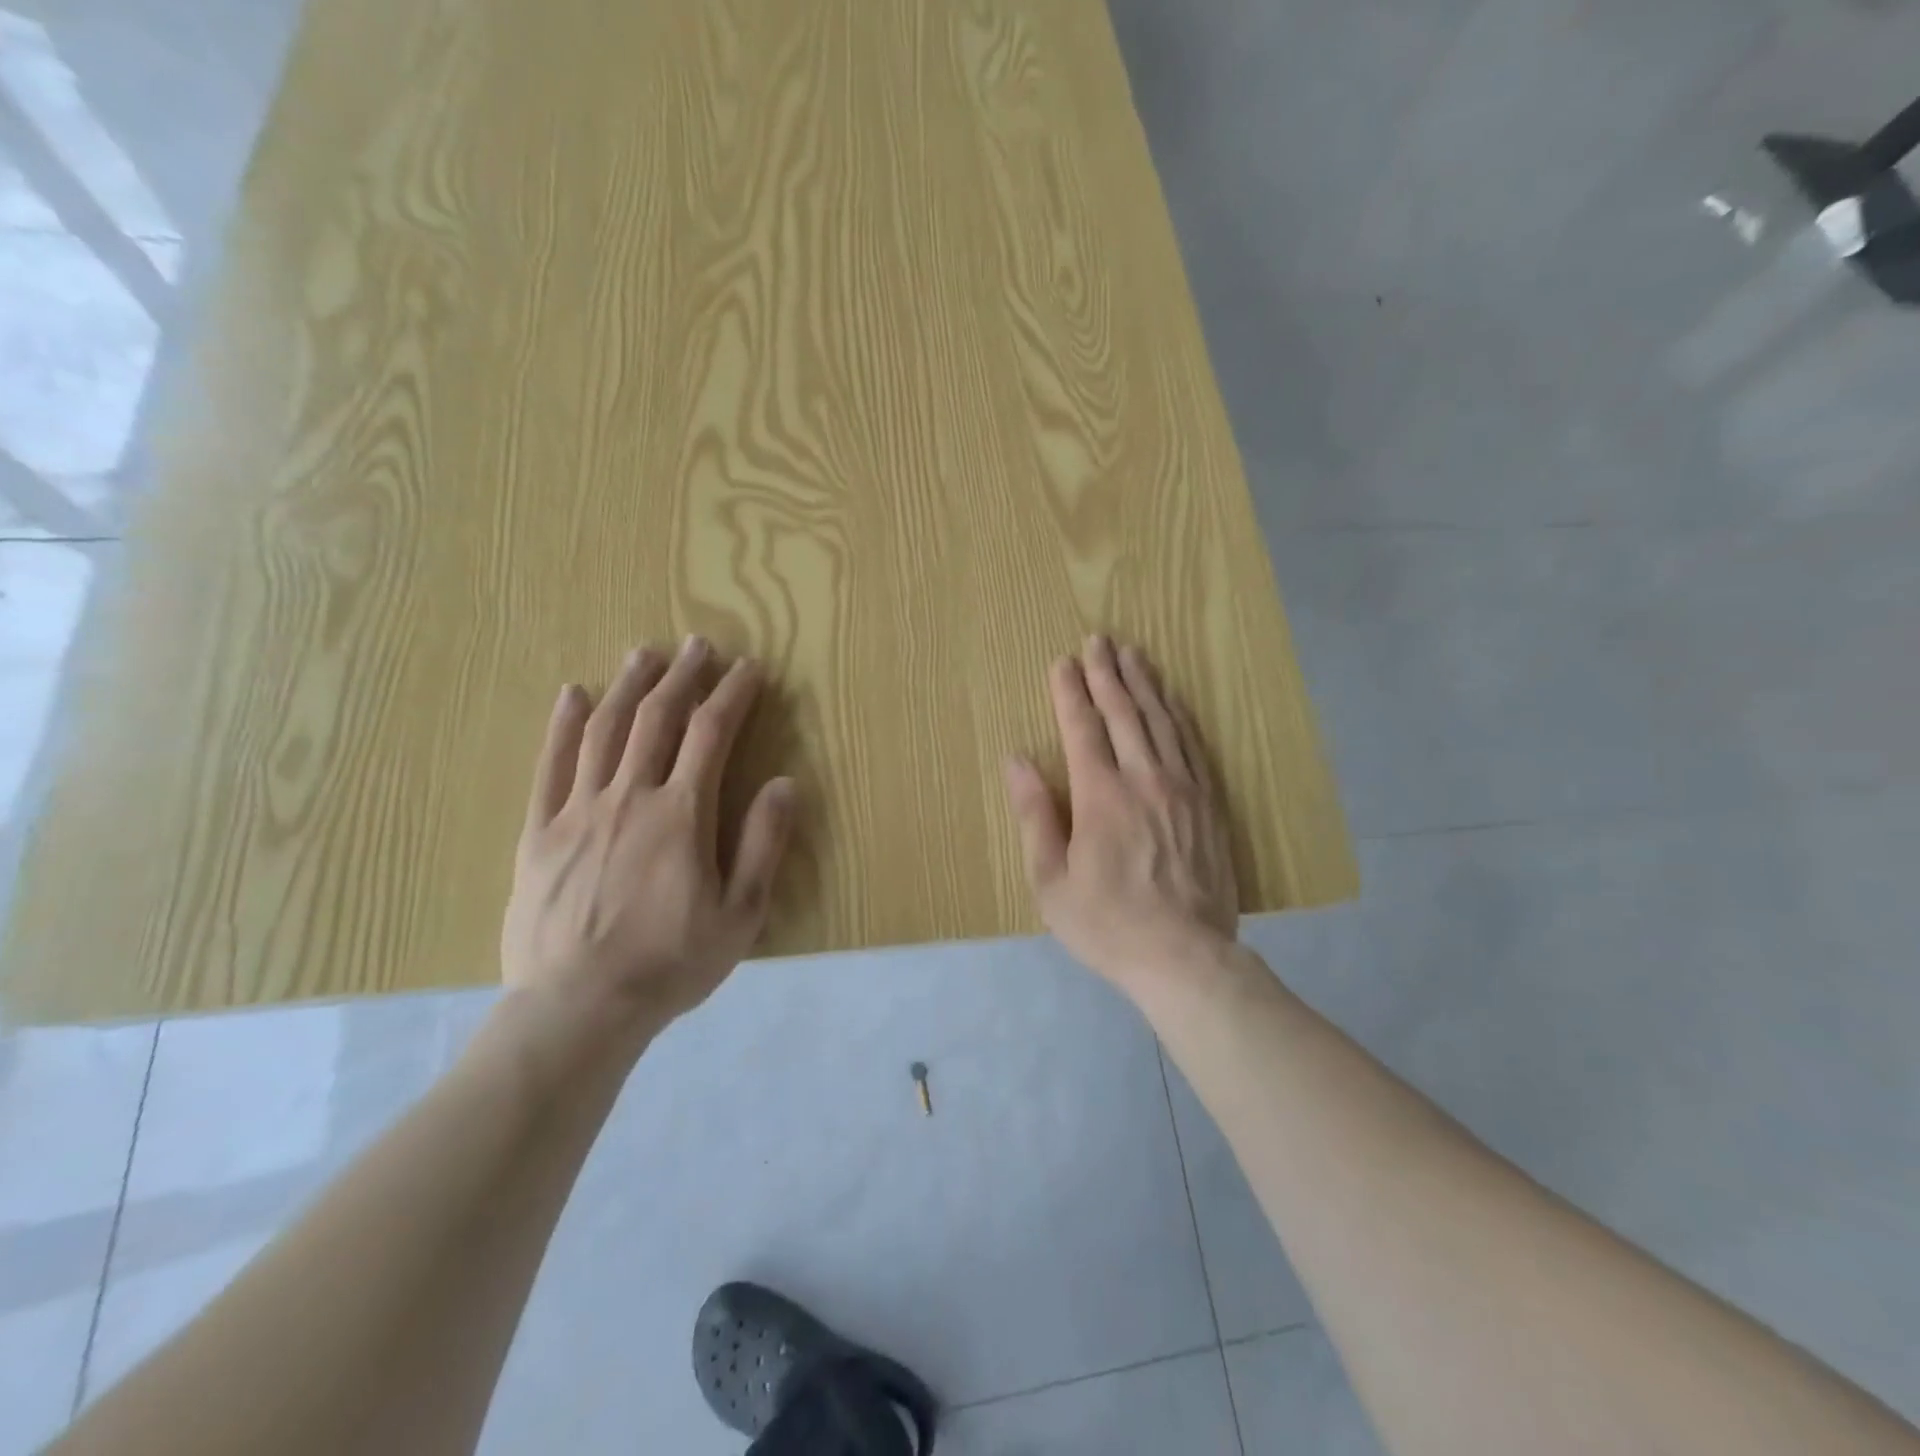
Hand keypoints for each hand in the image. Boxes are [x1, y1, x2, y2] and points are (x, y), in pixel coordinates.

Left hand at [500, 637, 794, 1034]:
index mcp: (682, 814)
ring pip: (605, 731)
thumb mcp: (740, 913)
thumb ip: (763, 844)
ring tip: (644, 653)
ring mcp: (579, 811)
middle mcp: (630, 797)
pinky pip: (551, 767)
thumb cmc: (670, 963)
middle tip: (697, 645)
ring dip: (628, 686)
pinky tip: (573, 695)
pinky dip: (563, 726)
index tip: (747, 668)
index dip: (732, 694)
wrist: (578, 1008)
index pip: (711, 734)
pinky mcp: (539, 832)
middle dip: (682, 677)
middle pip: (657, 719)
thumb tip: (785, 783)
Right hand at [1004, 637, 1238, 995]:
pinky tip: (1172, 701)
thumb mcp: (1051, 880)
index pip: (1082, 728)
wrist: (1186, 956)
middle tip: (1099, 639)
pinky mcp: (1209, 803)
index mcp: (1100, 795)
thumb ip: (1035, 815)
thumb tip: (1016, 760)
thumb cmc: (1107, 923)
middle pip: (1124, 713)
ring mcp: (1183, 788)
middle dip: (1108, 673)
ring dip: (1145, 684)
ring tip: (1133, 654)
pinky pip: (1192, 745)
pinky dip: (1178, 716)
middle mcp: (1144, 778)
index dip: (1070, 691)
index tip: (1063, 661)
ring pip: (1162, 721)